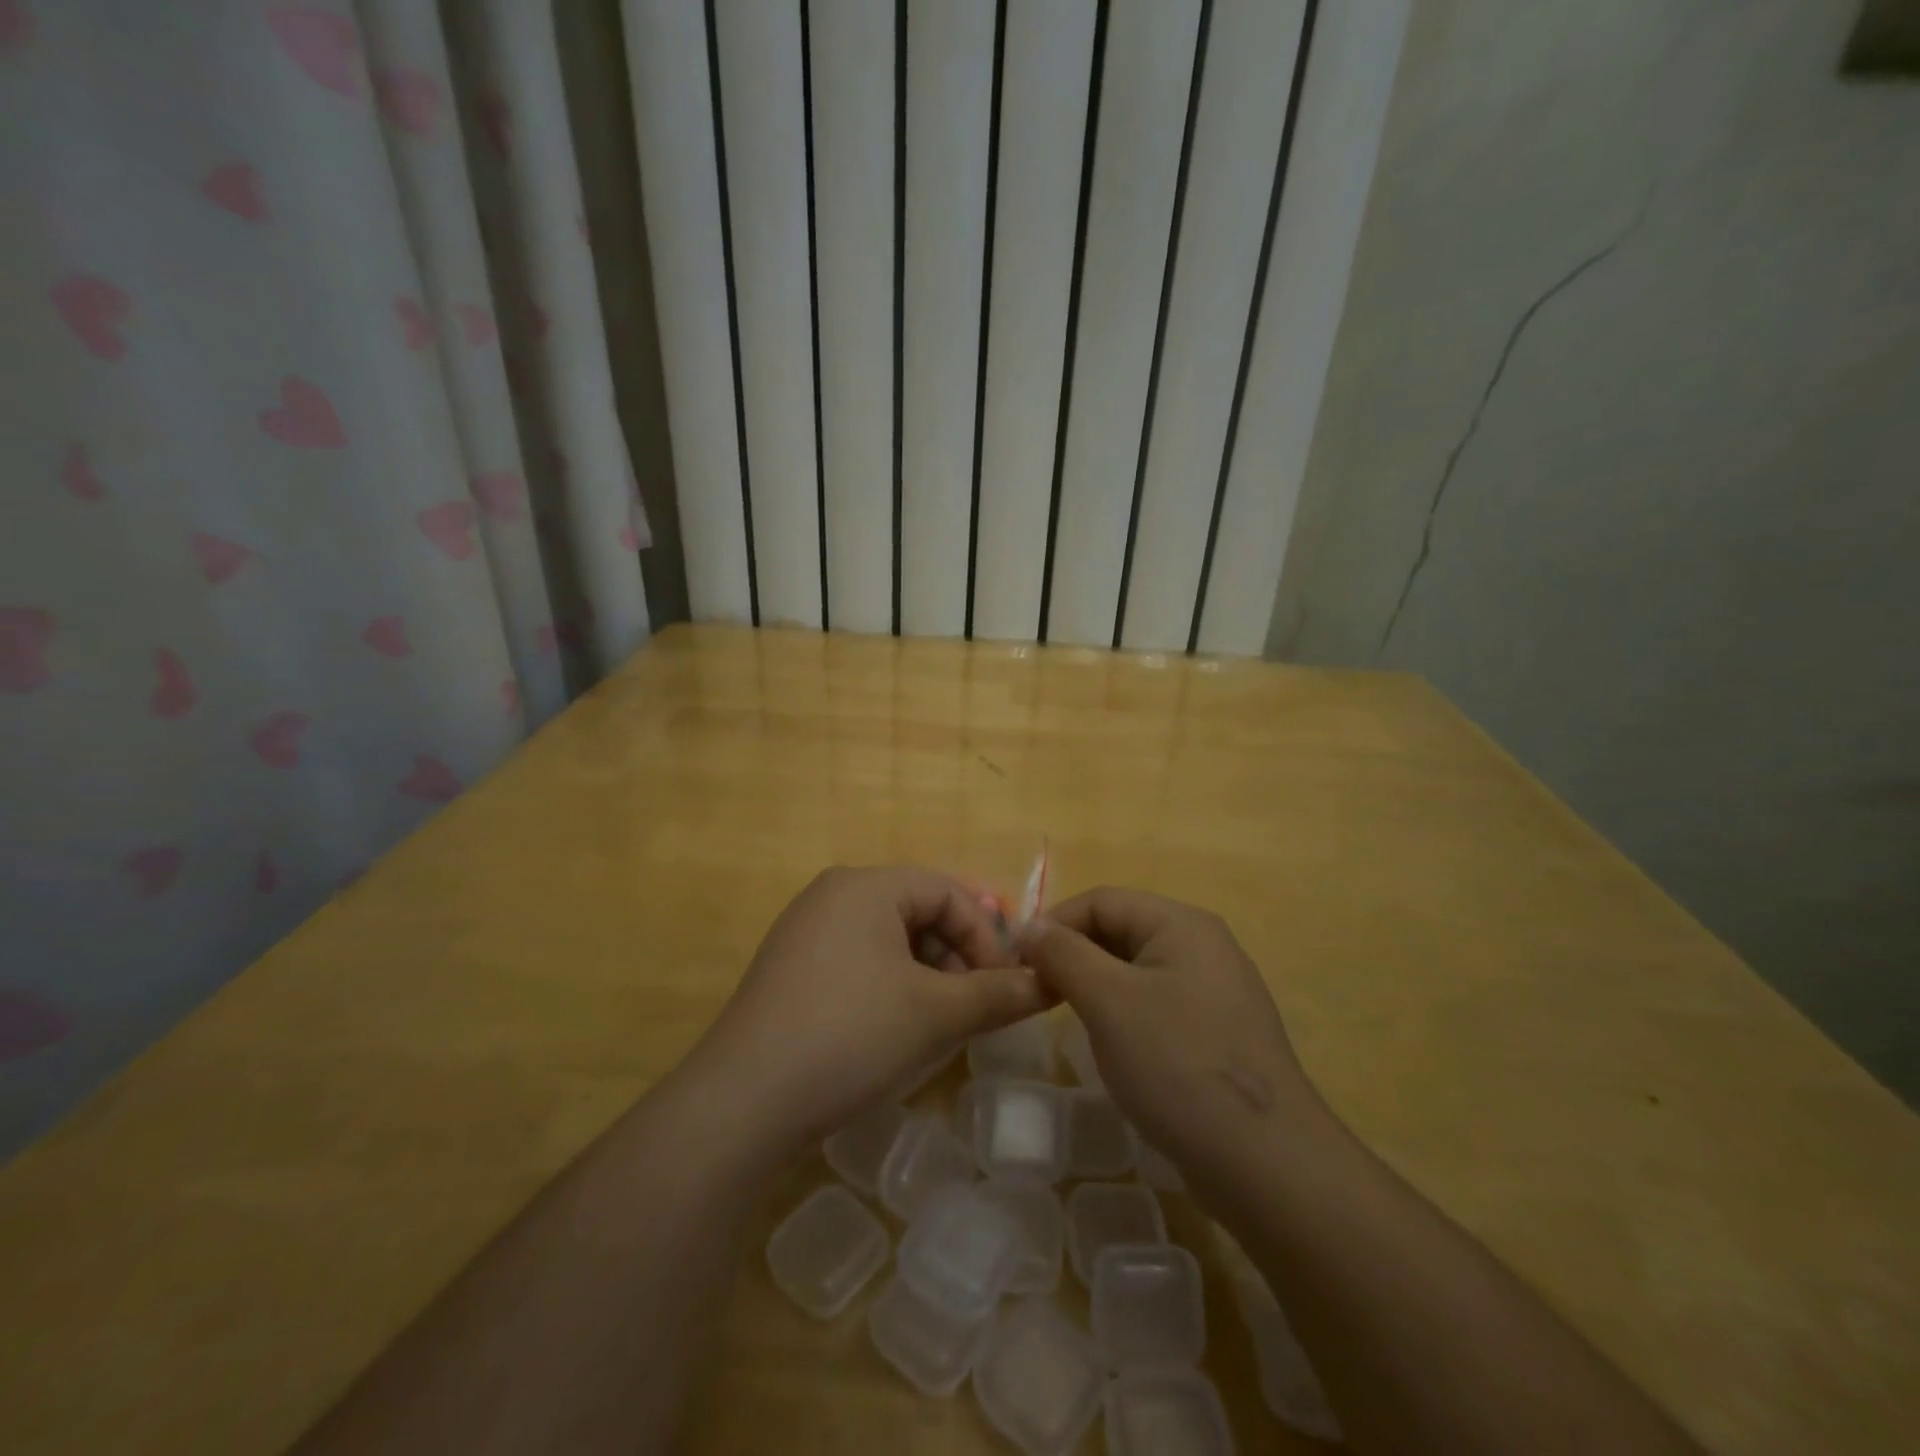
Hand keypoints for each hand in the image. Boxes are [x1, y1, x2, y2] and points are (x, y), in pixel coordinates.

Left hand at [688, 866, 1046, 1148]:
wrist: (742, 1103)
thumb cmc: (851, 1036)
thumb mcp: (936, 1014)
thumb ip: (998, 993)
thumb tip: (1051, 983)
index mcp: (866, 885)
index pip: (948, 891)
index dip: (986, 936)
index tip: (1006, 985)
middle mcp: (832, 895)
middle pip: (918, 911)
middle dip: (957, 956)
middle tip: (976, 1006)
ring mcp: (805, 932)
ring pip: (889, 940)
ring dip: (927, 975)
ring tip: (940, 1024)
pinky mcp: (790, 970)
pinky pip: (858, 961)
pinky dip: (891, 987)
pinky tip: (895, 1031)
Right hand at [1018, 887, 1321, 1186]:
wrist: (1267, 1164)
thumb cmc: (1178, 1066)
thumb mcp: (1109, 1002)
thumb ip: (1064, 954)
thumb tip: (1030, 926)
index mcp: (1182, 924)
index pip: (1102, 900)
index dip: (1054, 924)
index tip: (1019, 964)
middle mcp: (1204, 946)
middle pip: (1122, 930)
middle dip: (1075, 956)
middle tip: (1040, 994)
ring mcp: (1217, 990)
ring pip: (1138, 970)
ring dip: (1098, 986)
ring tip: (1071, 1020)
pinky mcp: (1220, 1032)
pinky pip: (1159, 1004)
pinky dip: (1127, 1014)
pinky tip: (1117, 1049)